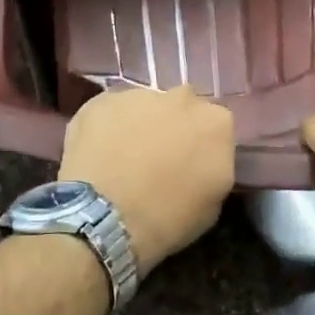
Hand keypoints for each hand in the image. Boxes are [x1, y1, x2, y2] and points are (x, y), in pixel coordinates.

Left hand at [59, 84, 233, 275]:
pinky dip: (107, 129)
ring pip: (144, 107)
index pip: (216, 129)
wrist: (104, 217)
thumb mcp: (211, 205)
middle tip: (156, 159)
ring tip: (120, 159)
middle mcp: (183, 98)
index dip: (201, 148)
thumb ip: (213, 170)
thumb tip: (200, 164)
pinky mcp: (102, 100)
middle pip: (182, 109)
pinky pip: (110, 112)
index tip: (189, 166)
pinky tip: (97, 155)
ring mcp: (140, 95)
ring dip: (139, 126)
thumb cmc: (166, 219)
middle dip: (172, 128)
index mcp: (217, 123)